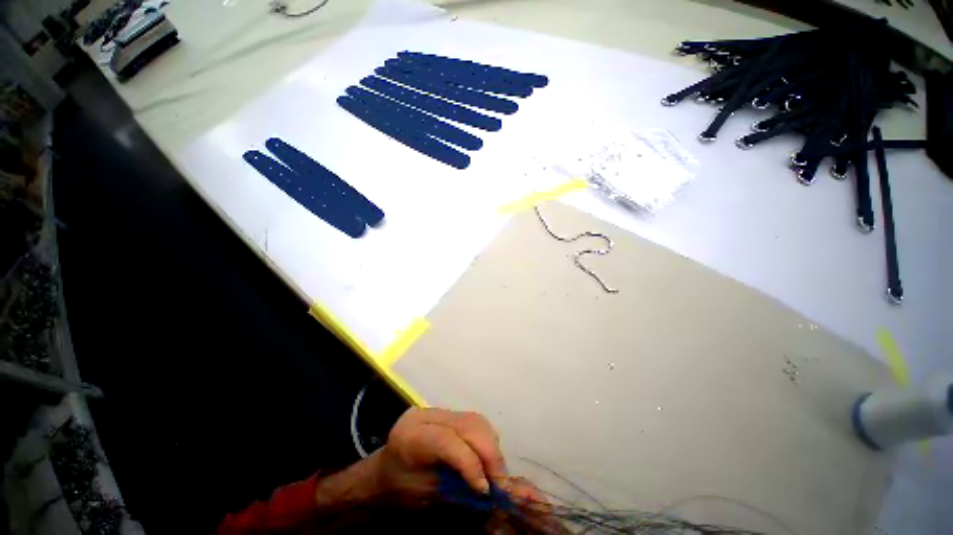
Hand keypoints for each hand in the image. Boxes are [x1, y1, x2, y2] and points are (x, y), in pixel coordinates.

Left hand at [373, 408, 508, 498]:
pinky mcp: (447, 412)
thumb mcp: (423, 495)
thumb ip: (455, 488)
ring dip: (491, 446)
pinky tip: (488, 457)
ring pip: (475, 420)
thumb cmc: (399, 489)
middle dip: (489, 453)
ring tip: (497, 472)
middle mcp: (427, 415)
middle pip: (468, 425)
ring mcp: (438, 410)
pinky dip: (486, 439)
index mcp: (412, 436)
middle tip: (501, 482)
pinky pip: (474, 421)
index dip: (471, 464)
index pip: (448, 441)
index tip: (486, 490)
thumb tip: (489, 489)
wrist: (385, 469)